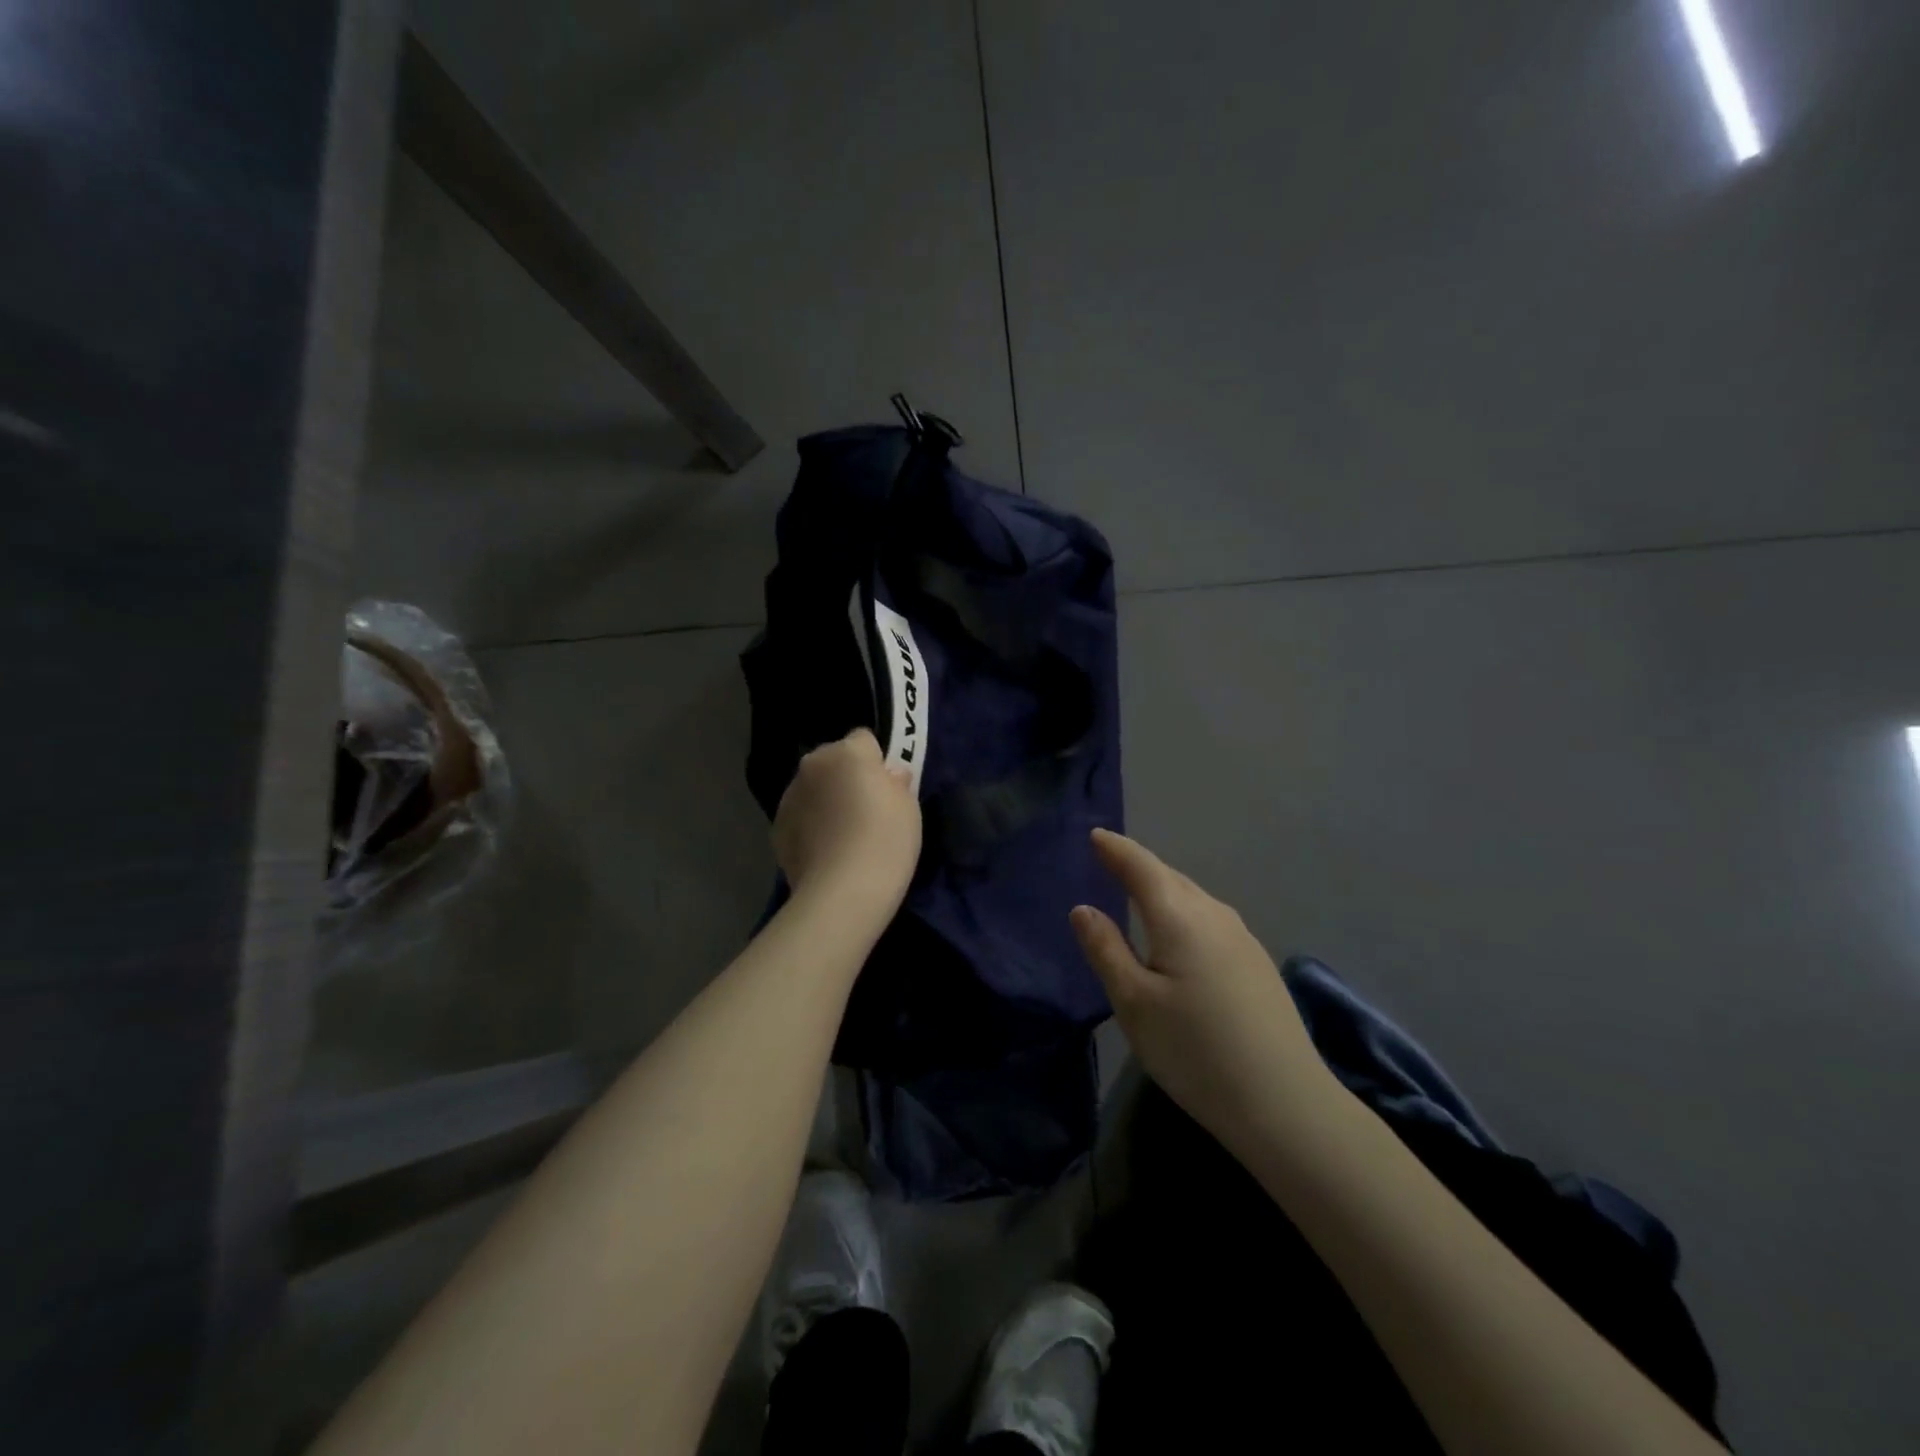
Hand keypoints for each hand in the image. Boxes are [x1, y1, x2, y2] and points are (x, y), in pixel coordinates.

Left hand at [773, 729, 921, 924]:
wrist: (843, 892)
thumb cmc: (886, 841)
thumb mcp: (909, 807)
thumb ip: (896, 782)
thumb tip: (888, 776)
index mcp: (847, 752)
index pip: (864, 739)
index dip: (877, 761)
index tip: (887, 787)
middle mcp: (812, 765)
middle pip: (834, 761)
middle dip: (846, 777)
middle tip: (866, 810)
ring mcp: (789, 796)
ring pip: (814, 788)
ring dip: (826, 801)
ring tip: (844, 836)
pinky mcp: (776, 827)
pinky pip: (800, 816)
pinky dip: (810, 826)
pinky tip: (826, 852)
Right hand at [1071, 829, 1337, 1151]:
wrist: (1285, 1104)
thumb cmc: (1194, 1050)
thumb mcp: (1133, 1003)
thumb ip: (1105, 949)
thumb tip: (1083, 908)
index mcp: (1179, 916)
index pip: (1141, 867)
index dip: (1116, 849)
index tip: (1096, 835)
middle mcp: (1214, 915)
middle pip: (1171, 877)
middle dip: (1139, 866)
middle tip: (1111, 861)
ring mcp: (1243, 938)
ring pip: (1194, 898)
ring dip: (1164, 889)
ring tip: (1139, 894)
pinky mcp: (1257, 964)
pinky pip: (1210, 919)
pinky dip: (1185, 912)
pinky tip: (1180, 935)